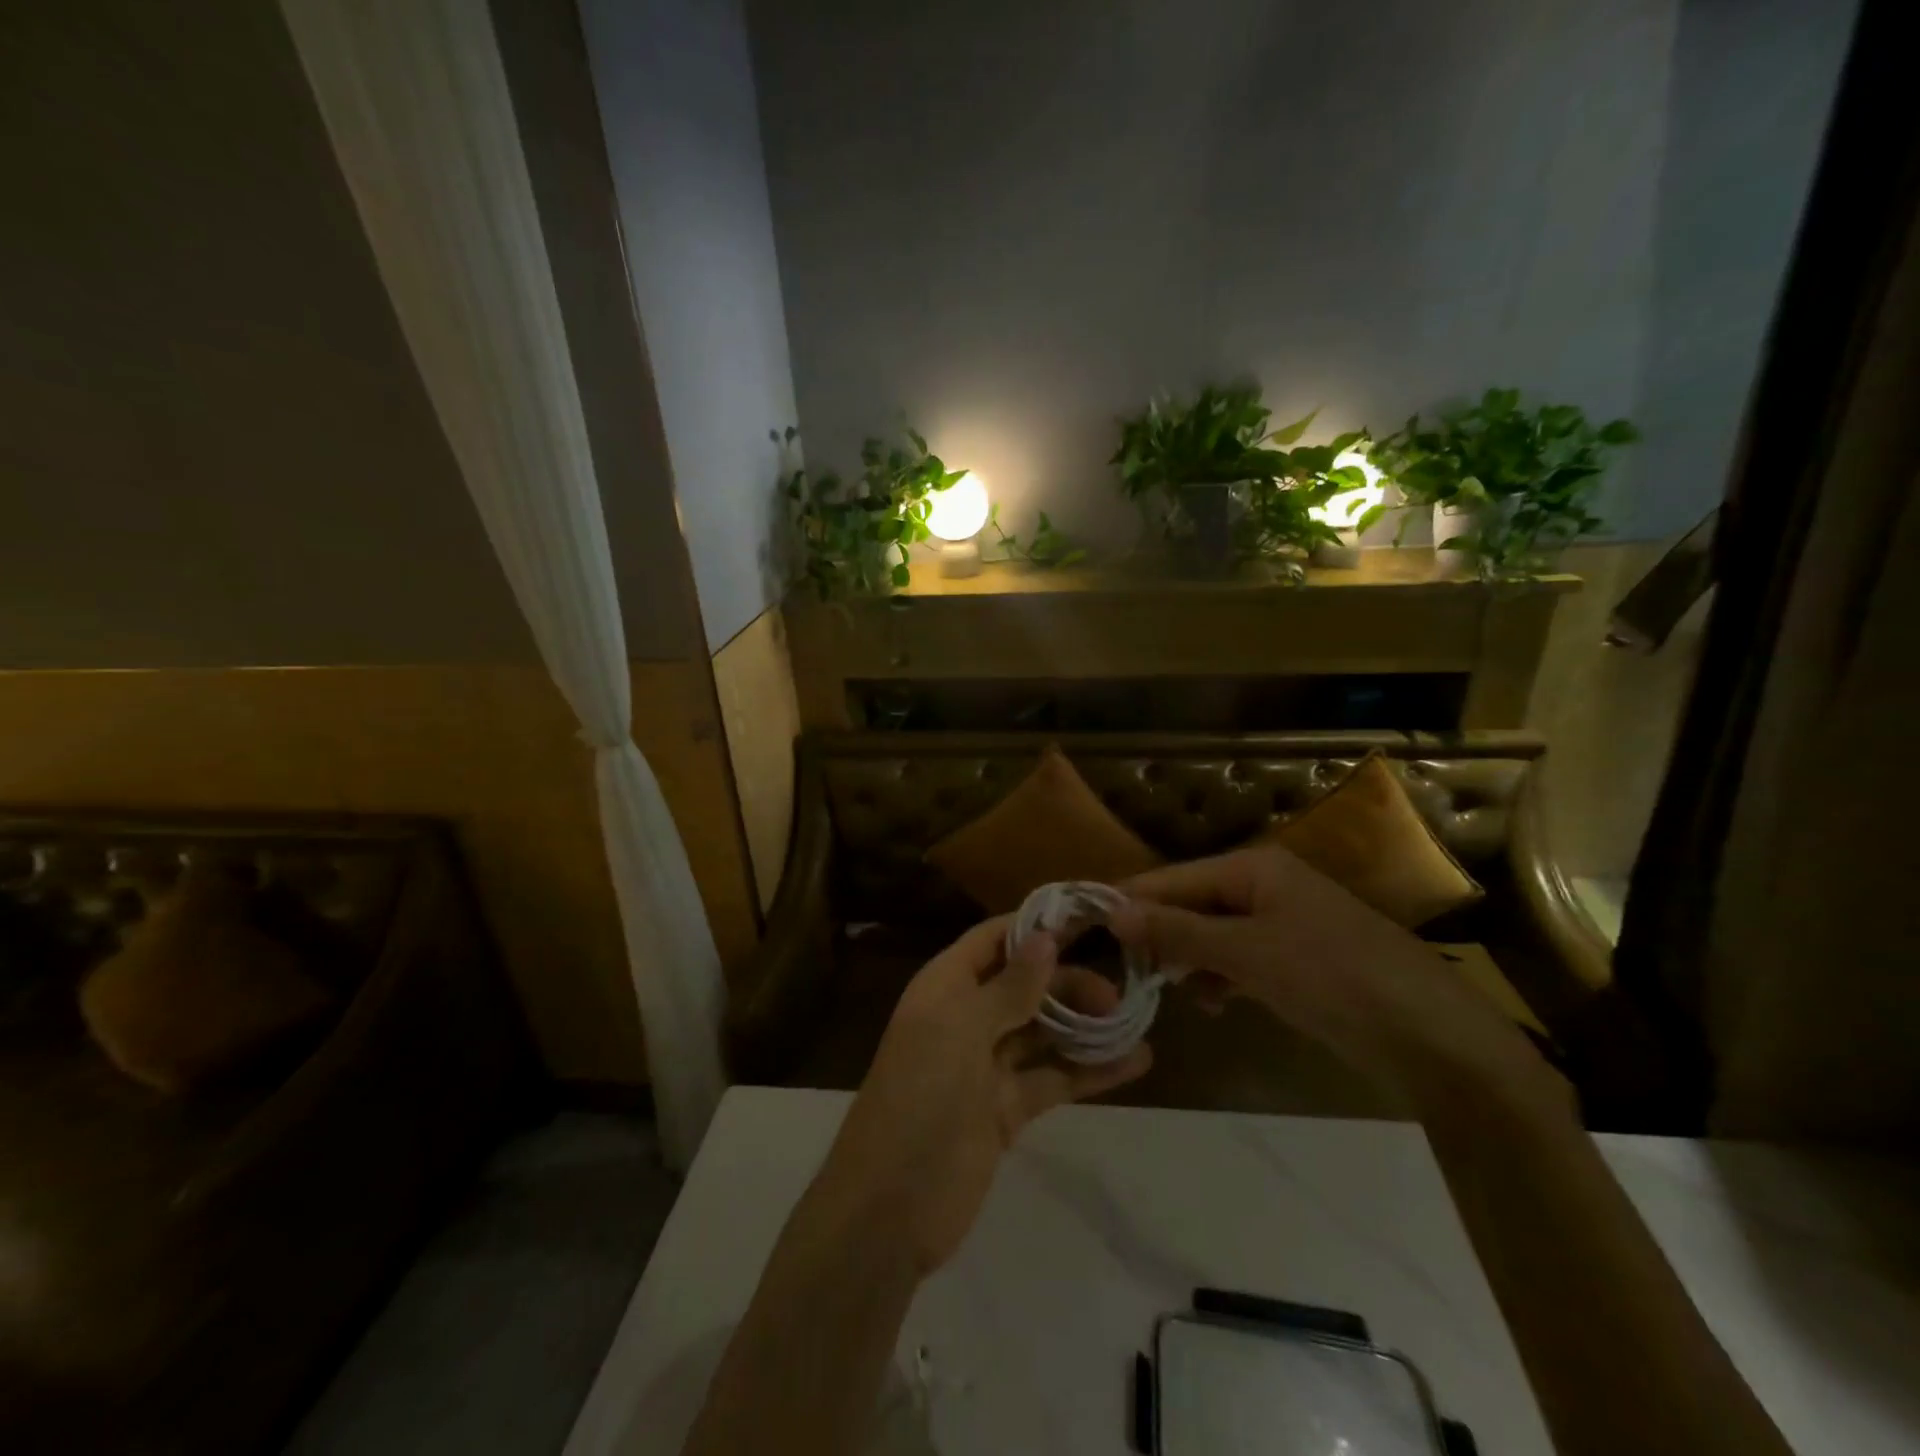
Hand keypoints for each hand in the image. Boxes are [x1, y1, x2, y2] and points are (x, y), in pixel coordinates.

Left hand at [816, 917, 1152, 1275]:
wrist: (890, 1207)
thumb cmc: (920, 1096)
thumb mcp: (961, 1030)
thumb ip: (1008, 986)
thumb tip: (1044, 937)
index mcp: (945, 988)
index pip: (992, 940)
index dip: (1034, 927)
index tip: (1088, 918)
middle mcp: (966, 1018)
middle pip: (1024, 985)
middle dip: (1068, 982)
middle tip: (1118, 994)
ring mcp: (986, 1066)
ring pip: (1043, 1032)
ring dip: (1084, 1025)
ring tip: (1134, 1020)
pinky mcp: (1006, 1109)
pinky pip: (1052, 1078)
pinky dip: (1089, 1071)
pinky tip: (1135, 1062)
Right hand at [1112, 843, 1563, 1110]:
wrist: (1433, 1038)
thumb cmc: (1333, 978)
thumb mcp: (1246, 952)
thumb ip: (1176, 931)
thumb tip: (1112, 913)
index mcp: (1252, 867)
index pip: (1170, 878)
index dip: (1127, 901)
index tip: (1082, 927)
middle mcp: (1264, 885)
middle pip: (1190, 903)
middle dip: (1157, 935)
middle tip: (1119, 971)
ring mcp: (1283, 923)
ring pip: (1212, 934)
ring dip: (1187, 960)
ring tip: (1166, 991)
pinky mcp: (1297, 960)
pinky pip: (1239, 958)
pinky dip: (1220, 976)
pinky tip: (1213, 1002)